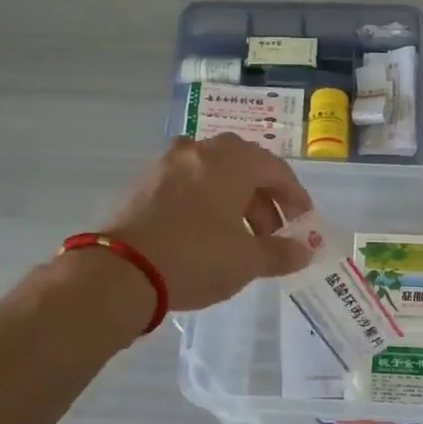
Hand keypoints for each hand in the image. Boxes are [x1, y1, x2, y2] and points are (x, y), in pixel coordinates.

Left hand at [100, 134, 314, 311]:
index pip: (275, 169)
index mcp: (229, 162)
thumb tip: (303, 251)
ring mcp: (165, 165)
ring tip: (240, 239)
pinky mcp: (142, 184)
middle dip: (264, 201)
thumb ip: (281, 253)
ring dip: (234, 203)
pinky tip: (205, 236)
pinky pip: (186, 186)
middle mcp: (198, 152)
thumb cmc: (195, 258)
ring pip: (212, 176)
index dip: (295, 197)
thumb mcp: (247, 261)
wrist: (119, 272)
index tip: (303, 224)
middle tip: (273, 234)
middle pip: (243, 168)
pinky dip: (205, 204)